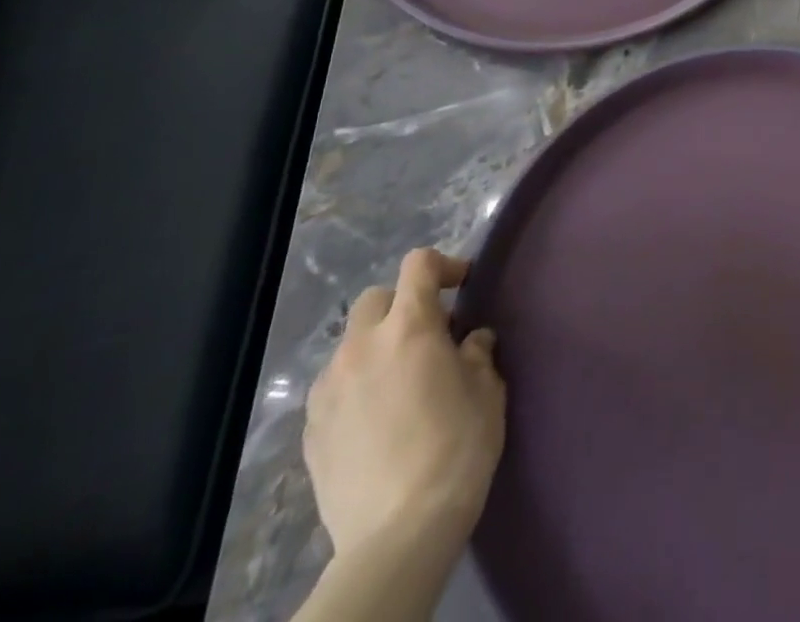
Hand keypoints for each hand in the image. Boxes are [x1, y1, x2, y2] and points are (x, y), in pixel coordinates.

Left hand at [304, 248, 506, 564]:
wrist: (398, 535)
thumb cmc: (456, 449)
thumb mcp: (487, 391)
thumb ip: (477, 354)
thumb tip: (471, 341)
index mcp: (410, 327)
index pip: (419, 265)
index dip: (444, 265)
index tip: (463, 284)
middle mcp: (362, 346)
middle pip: (376, 298)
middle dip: (403, 304)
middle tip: (429, 333)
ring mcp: (329, 389)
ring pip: (351, 343)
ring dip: (376, 346)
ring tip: (399, 379)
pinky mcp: (311, 429)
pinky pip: (334, 386)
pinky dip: (356, 384)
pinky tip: (376, 417)